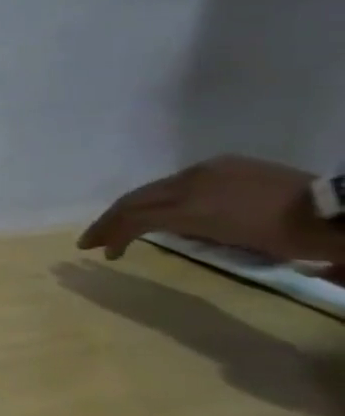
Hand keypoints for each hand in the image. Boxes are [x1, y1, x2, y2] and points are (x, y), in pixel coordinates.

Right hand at [79, 154, 340, 262]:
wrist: (344, 211)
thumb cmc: (291, 236)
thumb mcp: (234, 241)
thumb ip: (186, 229)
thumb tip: (158, 228)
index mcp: (190, 203)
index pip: (134, 215)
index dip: (110, 232)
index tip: (101, 251)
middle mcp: (189, 180)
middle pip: (135, 199)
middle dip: (110, 220)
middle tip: (95, 239)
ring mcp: (207, 169)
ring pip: (155, 189)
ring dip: (134, 208)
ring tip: (127, 225)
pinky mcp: (223, 164)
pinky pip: (180, 181)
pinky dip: (162, 197)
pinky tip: (165, 208)